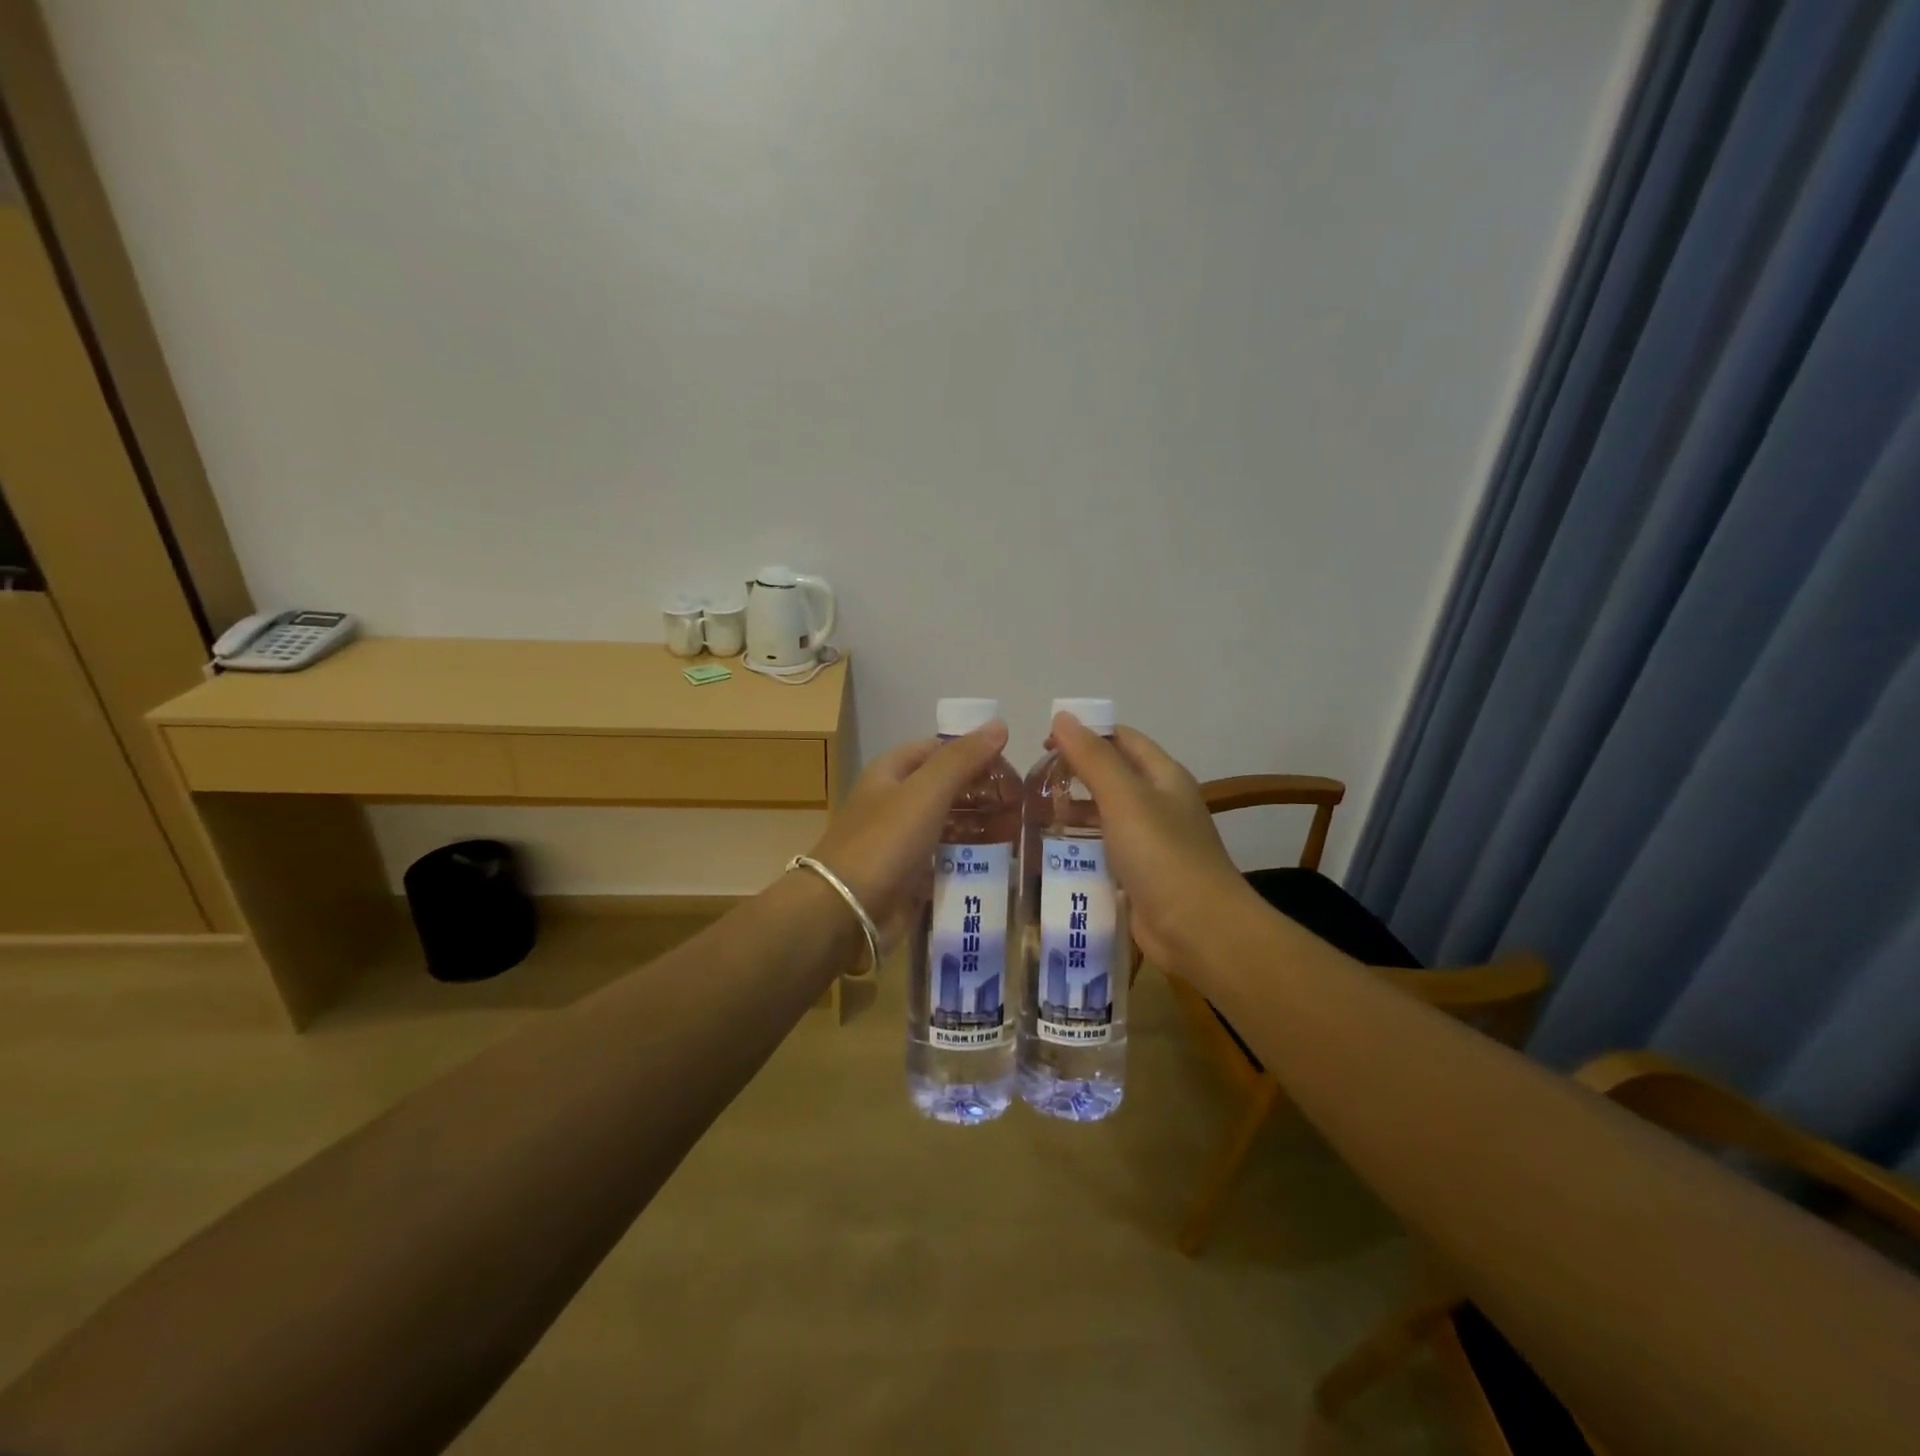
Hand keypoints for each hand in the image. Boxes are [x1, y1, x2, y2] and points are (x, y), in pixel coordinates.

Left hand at [807, 724, 1010, 946]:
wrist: (845, 911)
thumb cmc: (884, 842)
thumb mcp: (926, 792)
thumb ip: (962, 759)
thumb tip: (999, 724)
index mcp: (890, 772)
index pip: (938, 749)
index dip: (973, 753)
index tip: (1010, 768)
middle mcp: (893, 802)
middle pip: (944, 788)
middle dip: (981, 793)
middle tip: (1021, 803)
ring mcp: (899, 841)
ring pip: (947, 824)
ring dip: (978, 826)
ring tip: (1016, 833)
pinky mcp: (906, 876)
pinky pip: (943, 860)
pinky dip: (967, 859)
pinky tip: (996, 864)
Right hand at [1049, 713, 1255, 973]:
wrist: (1200, 931)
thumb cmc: (1163, 855)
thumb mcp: (1125, 799)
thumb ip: (1093, 758)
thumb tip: (1063, 716)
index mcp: (1163, 776)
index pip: (1122, 738)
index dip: (1085, 733)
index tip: (1043, 743)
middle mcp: (1160, 803)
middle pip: (1113, 775)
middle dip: (1075, 773)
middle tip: (1033, 782)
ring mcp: (1152, 841)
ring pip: (1107, 814)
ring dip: (1074, 811)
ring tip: (1033, 814)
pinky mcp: (1140, 874)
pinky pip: (1106, 850)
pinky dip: (1081, 846)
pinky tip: (1053, 852)